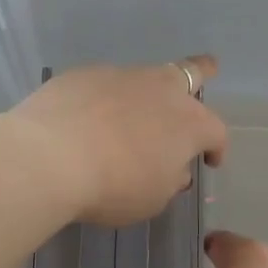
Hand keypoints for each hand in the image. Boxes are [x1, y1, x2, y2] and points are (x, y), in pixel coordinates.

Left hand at [6, 57, 228, 226]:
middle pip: (191, 72)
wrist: (50, 156)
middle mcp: (161, 89)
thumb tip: (173, 168)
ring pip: (143, 77)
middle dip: (202, 72)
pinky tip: (87, 118)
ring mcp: (121, 76)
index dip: (217, 147)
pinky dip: (103, 99)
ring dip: (144, 93)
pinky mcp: (84, 73)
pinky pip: (102, 84)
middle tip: (209, 68)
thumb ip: (169, 180)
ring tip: (131, 112)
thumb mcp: (152, 198)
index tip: (210, 161)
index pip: (215, 131)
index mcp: (189, 123)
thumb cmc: (113, 186)